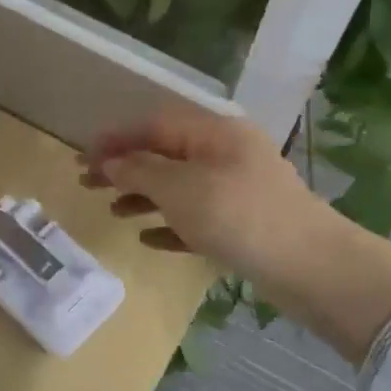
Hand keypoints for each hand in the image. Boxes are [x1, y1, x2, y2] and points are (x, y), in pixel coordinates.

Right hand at [80, 106, 319, 280]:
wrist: (308, 265)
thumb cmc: (238, 215)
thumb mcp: (180, 189)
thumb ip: (140, 172)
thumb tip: (111, 162)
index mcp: (214, 133)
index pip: (155, 125)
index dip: (116, 138)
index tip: (82, 156)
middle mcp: (226, 154)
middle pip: (166, 154)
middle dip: (126, 168)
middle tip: (87, 184)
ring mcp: (237, 189)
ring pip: (180, 186)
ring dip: (144, 196)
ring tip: (113, 212)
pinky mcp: (243, 224)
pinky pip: (197, 217)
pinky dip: (171, 224)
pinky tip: (147, 239)